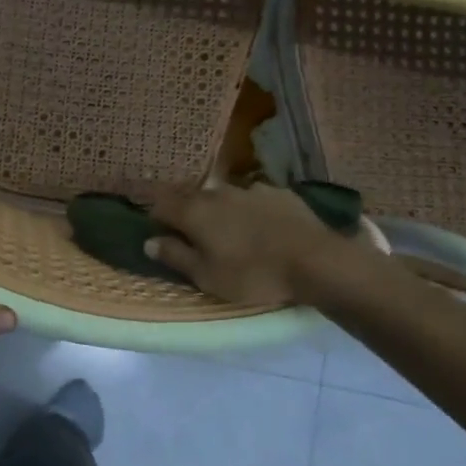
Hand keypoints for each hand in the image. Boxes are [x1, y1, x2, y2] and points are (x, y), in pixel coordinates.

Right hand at [146, 182, 388, 308]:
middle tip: (191, 234)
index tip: (160, 234)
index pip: (160, 205)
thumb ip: (175, 256)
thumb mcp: (207, 276)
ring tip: (227, 231)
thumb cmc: (253, 274)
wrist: (315, 260)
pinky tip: (259, 227)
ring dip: (217, 209)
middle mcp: (217, 192)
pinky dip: (247, 209)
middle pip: (190, 196)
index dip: (156, 219)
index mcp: (194, 212)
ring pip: (222, 195)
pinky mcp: (278, 192)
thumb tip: (150, 242)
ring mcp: (249, 188)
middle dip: (185, 211)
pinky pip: (252, 198)